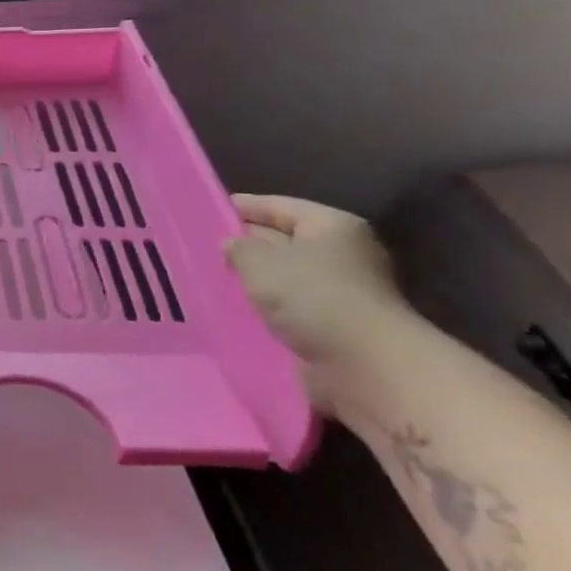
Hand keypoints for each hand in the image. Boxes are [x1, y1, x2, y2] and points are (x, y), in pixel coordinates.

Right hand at [224, 195, 407, 407]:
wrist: (365, 364)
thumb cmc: (312, 297)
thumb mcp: (260, 262)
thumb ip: (239, 247)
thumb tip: (232, 244)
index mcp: (331, 225)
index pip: (280, 206)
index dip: (244, 206)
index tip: (210, 209)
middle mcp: (342, 253)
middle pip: (286, 239)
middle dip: (249, 243)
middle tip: (206, 245)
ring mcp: (343, 291)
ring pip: (287, 276)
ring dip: (258, 279)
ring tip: (216, 277)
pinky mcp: (337, 324)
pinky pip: (292, 306)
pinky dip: (269, 306)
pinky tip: (240, 308)